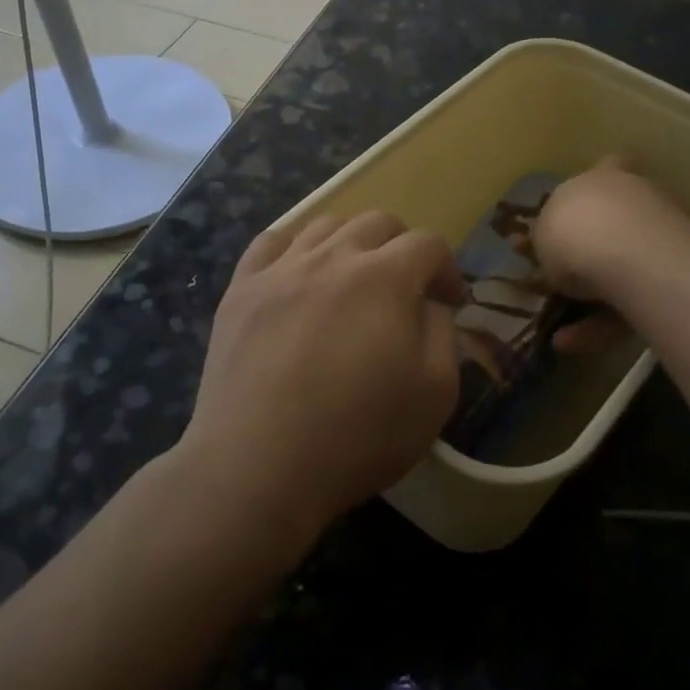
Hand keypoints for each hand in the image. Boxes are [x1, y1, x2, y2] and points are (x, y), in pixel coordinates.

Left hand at [179, 213, 463, 548]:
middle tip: (405, 290)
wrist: (259, 466)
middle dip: (402, 248)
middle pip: (377, 222)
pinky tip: (299, 275)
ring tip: (352, 281)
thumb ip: (443, 332)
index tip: (450, 302)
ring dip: (351, 243)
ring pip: (325, 225)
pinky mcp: (240, 290)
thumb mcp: (435, 392)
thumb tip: (429, 303)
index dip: (446, 269)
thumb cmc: (358, 435)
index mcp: (385, 277)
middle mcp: (333, 257)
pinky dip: (294, 247)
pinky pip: (270, 243)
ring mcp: (280, 269)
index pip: (428, 243)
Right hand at [533, 161, 688, 352]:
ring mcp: (661, 239)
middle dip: (592, 252)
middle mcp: (638, 200)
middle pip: (614, 224)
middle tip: (562, 281)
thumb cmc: (576, 230)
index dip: (596, 186)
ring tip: (558, 330)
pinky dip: (601, 324)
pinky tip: (568, 343)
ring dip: (590, 299)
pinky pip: (630, 302)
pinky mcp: (673, 280)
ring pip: (621, 271)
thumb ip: (546, 235)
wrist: (630, 255)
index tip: (581, 207)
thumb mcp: (542, 232)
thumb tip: (548, 243)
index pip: (608, 165)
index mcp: (605, 177)